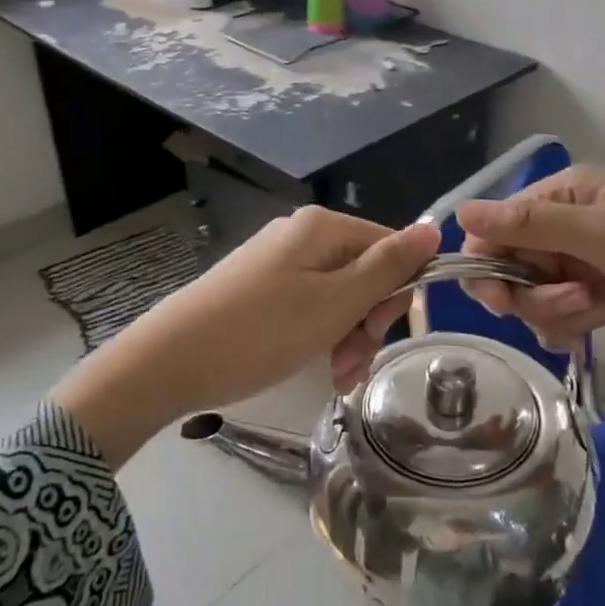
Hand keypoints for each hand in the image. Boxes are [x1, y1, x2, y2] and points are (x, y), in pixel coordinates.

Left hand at [53, 208, 439, 464]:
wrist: (169, 361)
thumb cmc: (260, 332)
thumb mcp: (335, 303)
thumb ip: (387, 266)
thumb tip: (436, 227)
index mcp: (323, 227)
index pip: (390, 248)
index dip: (396, 294)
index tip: (379, 336)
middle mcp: (302, 235)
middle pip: (364, 273)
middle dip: (368, 323)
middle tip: (352, 366)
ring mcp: (278, 261)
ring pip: (339, 296)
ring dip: (347, 338)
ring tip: (335, 378)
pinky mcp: (260, 288)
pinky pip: (309, 307)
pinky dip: (320, 337)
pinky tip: (318, 369)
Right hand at [456, 166, 604, 407]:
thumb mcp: (601, 230)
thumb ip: (529, 224)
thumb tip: (459, 211)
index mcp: (561, 196)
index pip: (496, 227)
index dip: (487, 262)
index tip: (498, 296)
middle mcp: (565, 227)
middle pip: (511, 266)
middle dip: (527, 293)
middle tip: (567, 305)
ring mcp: (584, 264)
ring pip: (534, 296)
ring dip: (552, 312)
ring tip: (591, 312)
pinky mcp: (601, 298)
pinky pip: (561, 315)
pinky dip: (566, 327)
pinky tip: (586, 334)